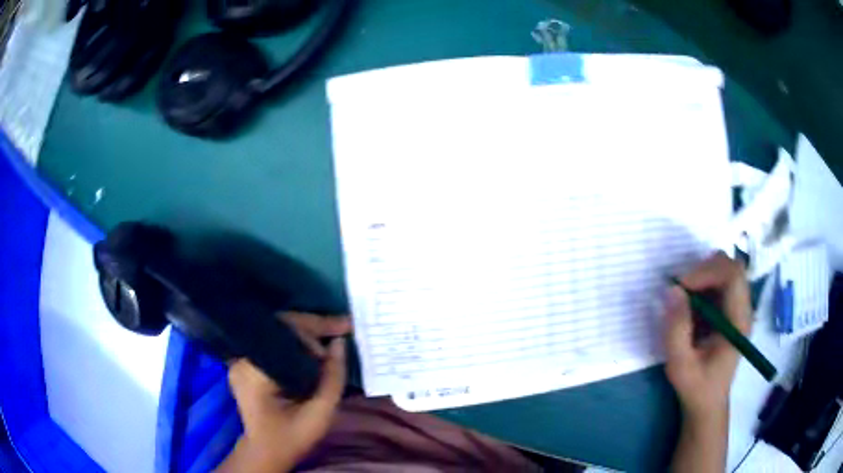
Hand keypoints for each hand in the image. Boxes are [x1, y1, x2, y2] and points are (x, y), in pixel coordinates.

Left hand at [216, 313, 350, 472]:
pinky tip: (313, 346)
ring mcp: (240, 359)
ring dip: (305, 334)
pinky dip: (294, 343)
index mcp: (255, 371)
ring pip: (276, 334)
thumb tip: (339, 343)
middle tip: (342, 326)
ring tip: (331, 335)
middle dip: (313, 327)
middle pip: (280, 329)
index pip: (285, 334)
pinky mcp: (245, 363)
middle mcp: (242, 359)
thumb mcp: (320, 413)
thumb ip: (333, 378)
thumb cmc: (293, 437)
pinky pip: (272, 344)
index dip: (315, 327)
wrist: (266, 451)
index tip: (344, 327)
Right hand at [664, 252, 751, 420]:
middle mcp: (744, 309)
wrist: (708, 403)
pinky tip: (692, 304)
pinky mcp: (731, 309)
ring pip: (726, 270)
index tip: (682, 286)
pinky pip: (720, 281)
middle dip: (705, 269)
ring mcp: (739, 308)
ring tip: (686, 297)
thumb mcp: (680, 365)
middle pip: (732, 266)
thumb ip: (676, 329)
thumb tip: (672, 290)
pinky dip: (704, 283)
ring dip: (704, 275)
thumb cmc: (696, 387)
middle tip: (683, 288)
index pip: (733, 276)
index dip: (707, 272)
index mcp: (738, 323)